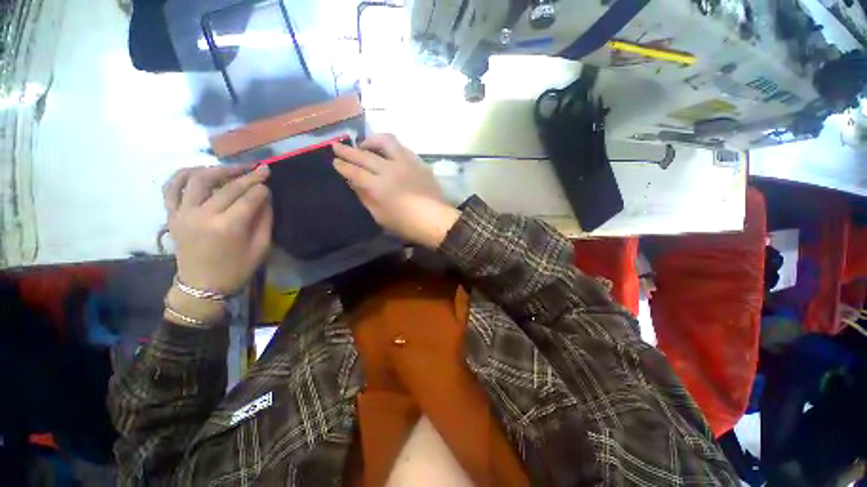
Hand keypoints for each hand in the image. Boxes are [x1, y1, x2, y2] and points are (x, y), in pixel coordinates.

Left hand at [162, 165, 272, 323]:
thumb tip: (266, 197)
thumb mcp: (261, 247)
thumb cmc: (237, 268)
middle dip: (248, 176)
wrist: (202, 286)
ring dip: (218, 169)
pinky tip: (199, 171)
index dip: (261, 187)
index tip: (269, 182)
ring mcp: (183, 213)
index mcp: (228, 227)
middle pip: (228, 187)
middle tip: (261, 169)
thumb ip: (265, 220)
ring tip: (233, 168)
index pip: (249, 197)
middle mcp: (203, 215)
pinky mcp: (171, 215)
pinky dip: (184, 175)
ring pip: (198, 179)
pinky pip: (172, 188)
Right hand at [333, 134, 460, 247]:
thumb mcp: (381, 217)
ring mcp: (406, 163)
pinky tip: (387, 153)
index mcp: (379, 186)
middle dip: (348, 150)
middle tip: (337, 146)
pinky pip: (402, 148)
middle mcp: (391, 169)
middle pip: (365, 154)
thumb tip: (355, 183)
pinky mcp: (419, 162)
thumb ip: (366, 198)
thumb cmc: (407, 225)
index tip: (335, 161)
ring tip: (365, 146)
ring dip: (371, 140)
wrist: (436, 221)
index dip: (343, 166)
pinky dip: (390, 147)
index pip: (355, 172)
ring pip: (386, 141)